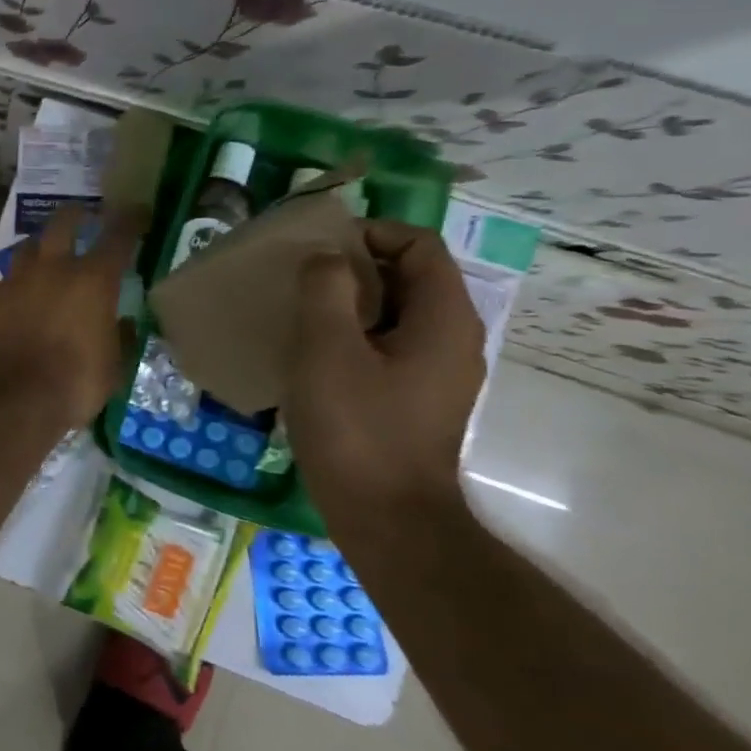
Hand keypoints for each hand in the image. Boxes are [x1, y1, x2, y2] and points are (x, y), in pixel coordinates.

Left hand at [0, 206, 143, 429]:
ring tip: (47, 259)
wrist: (11, 399)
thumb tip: (121, 322)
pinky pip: (4, 283)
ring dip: (41, 248)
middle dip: (77, 214)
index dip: (131, 219)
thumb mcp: (114, 366)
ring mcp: (14, 281)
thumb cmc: (74, 384)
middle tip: (85, 218)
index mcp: (92, 280)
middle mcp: (52, 268)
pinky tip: (17, 302)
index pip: (118, 235)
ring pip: (27, 247)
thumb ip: (119, 336)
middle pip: (63, 221)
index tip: (139, 212)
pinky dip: (15, 287)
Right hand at [283, 219, 485, 537]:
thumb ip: (325, 289)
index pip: (419, 245)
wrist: (386, 517)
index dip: (370, 233)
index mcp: (443, 319)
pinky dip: (352, 335)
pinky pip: (386, 345)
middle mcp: (451, 338)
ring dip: (348, 302)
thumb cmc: (357, 427)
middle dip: (354, 266)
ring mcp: (436, 372)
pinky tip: (312, 356)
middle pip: (408, 276)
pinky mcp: (415, 398)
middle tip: (300, 277)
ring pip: (394, 313)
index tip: (319, 249)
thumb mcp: (327, 349)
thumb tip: (326, 259)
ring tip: (299, 312)